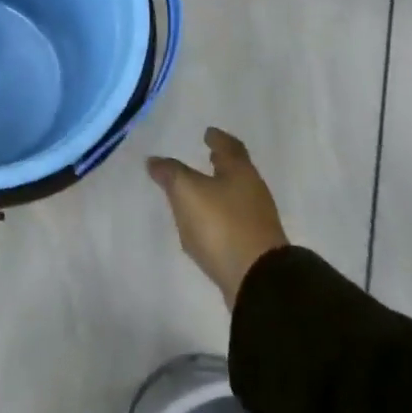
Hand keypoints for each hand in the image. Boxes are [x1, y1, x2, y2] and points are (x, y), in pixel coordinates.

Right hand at [147, 127, 289, 306]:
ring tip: (200, 190)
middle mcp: (253, 191)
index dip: (218, 139)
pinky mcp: (254, 246)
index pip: (230, 147)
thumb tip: (154, 160)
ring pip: (236, 196)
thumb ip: (170, 173)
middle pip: (236, 171)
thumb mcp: (187, 191)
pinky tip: (205, 223)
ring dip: (219, 189)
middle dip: (222, 164)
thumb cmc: (222, 224)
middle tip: (208, 156)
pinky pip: (233, 221)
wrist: (257, 279)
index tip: (209, 133)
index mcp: (240, 172)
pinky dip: (220, 215)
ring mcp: (257, 220)